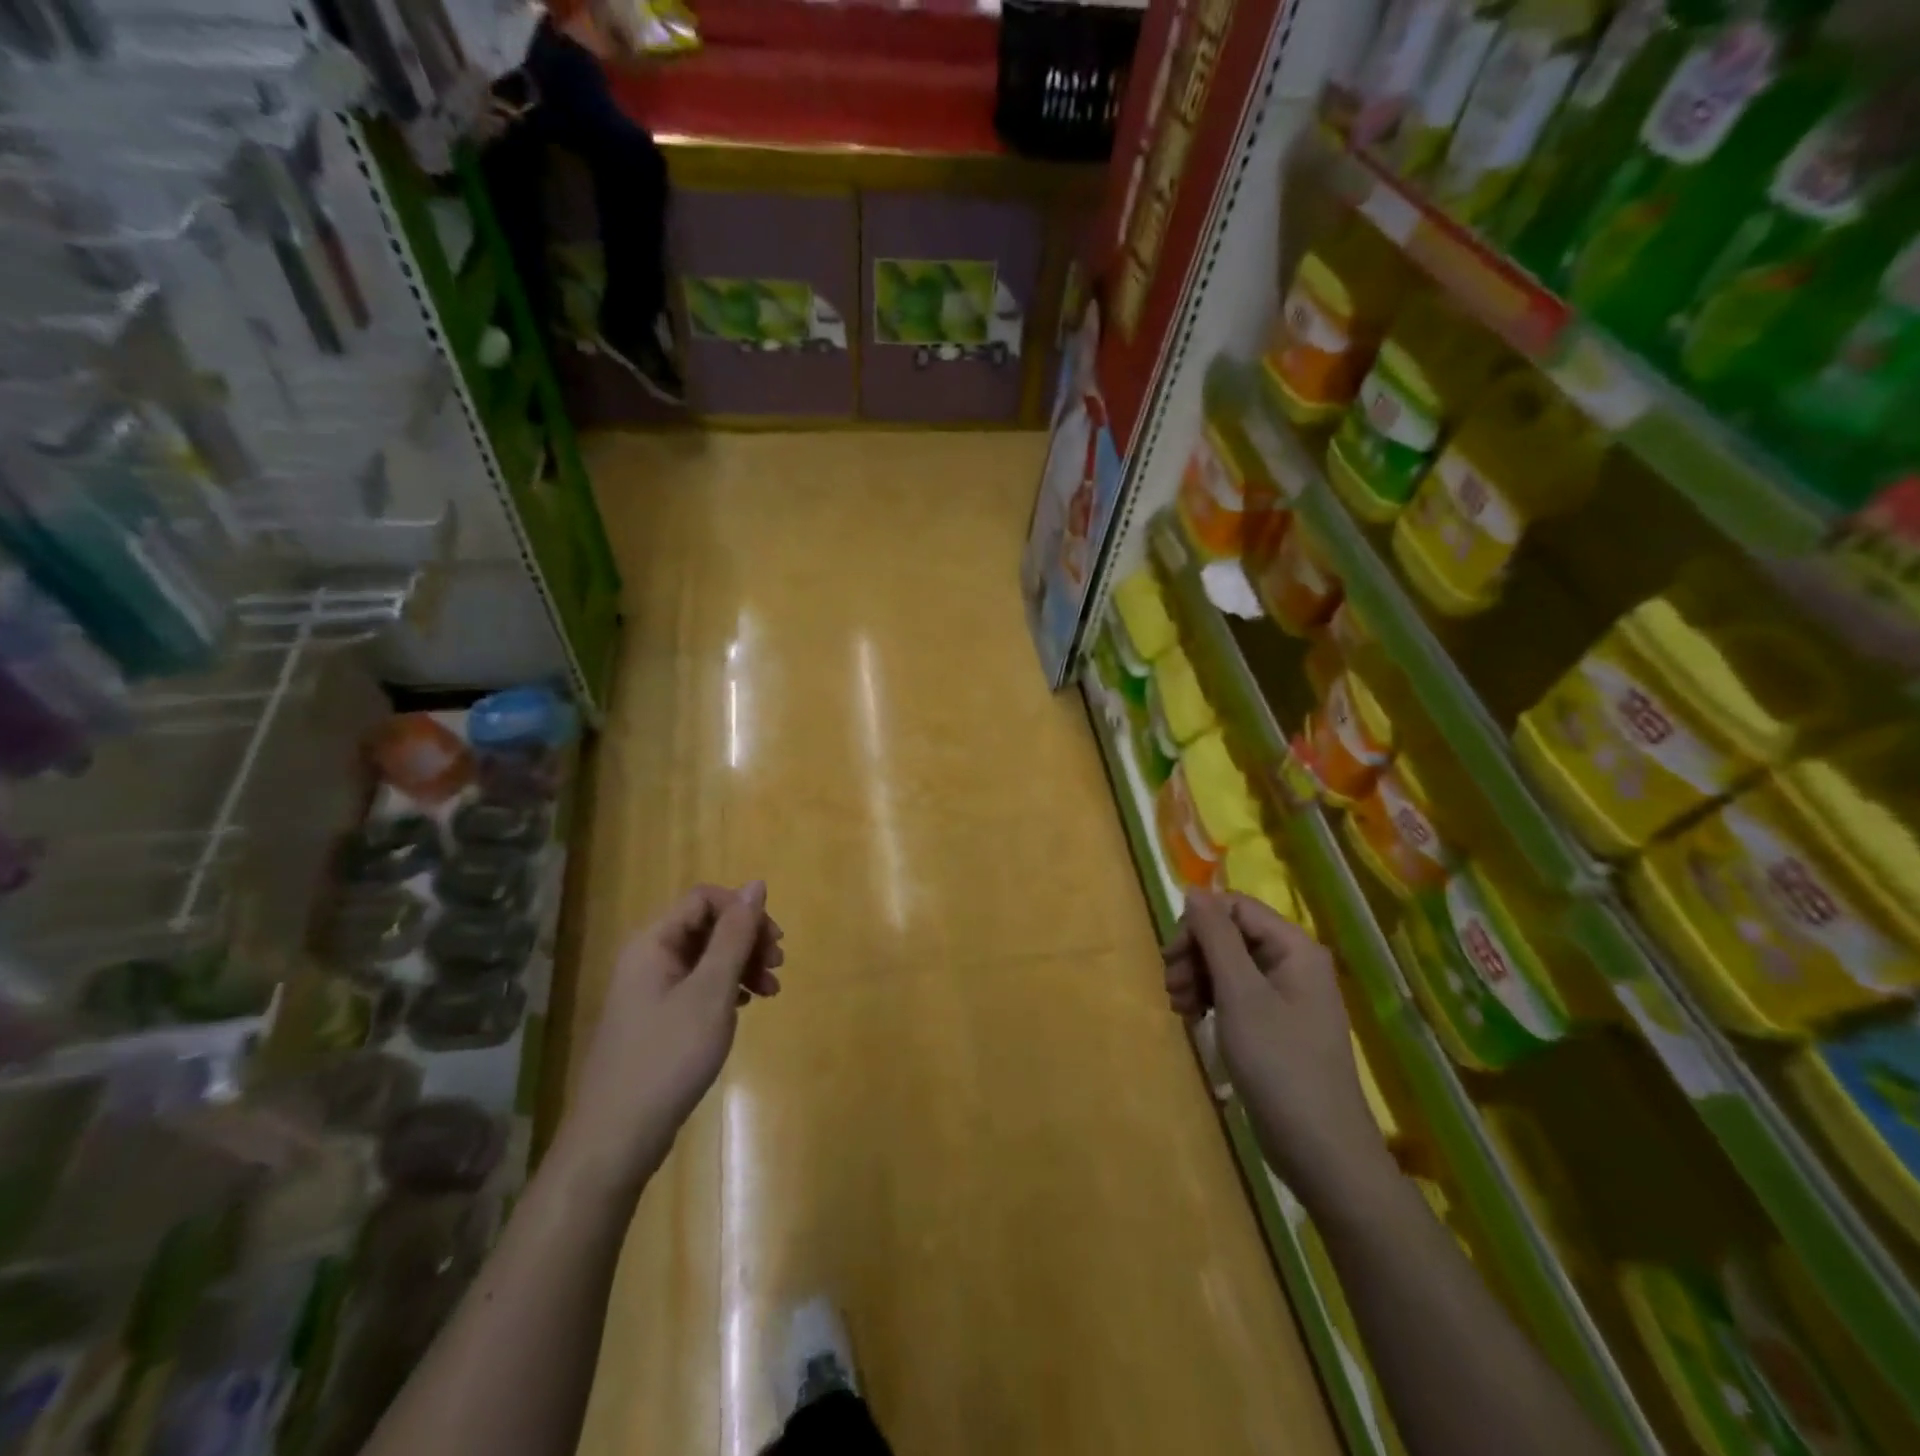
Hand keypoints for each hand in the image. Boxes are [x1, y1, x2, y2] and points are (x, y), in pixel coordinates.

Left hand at [557, 882, 782, 1196]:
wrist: (616, 1138)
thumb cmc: (668, 1057)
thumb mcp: (711, 991)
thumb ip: (735, 935)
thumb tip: (756, 884)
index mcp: (653, 943)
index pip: (705, 899)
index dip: (743, 911)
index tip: (774, 941)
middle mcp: (648, 959)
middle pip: (707, 926)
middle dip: (748, 939)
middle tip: (778, 967)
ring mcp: (650, 991)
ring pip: (705, 958)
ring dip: (742, 964)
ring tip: (771, 991)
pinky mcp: (656, 1020)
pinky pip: (698, 986)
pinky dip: (727, 989)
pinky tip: (746, 1006)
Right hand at [1163, 891, 1390, 1211]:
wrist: (1320, 1149)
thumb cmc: (1279, 1063)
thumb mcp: (1240, 994)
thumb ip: (1216, 937)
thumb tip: (1194, 890)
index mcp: (1294, 947)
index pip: (1235, 907)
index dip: (1198, 924)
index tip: (1171, 956)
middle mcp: (1292, 962)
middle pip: (1229, 934)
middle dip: (1194, 955)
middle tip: (1172, 987)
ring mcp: (1285, 995)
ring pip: (1227, 964)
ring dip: (1197, 978)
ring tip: (1179, 1008)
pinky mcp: (1275, 1023)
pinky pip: (1235, 993)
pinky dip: (1210, 1000)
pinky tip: (1193, 1019)